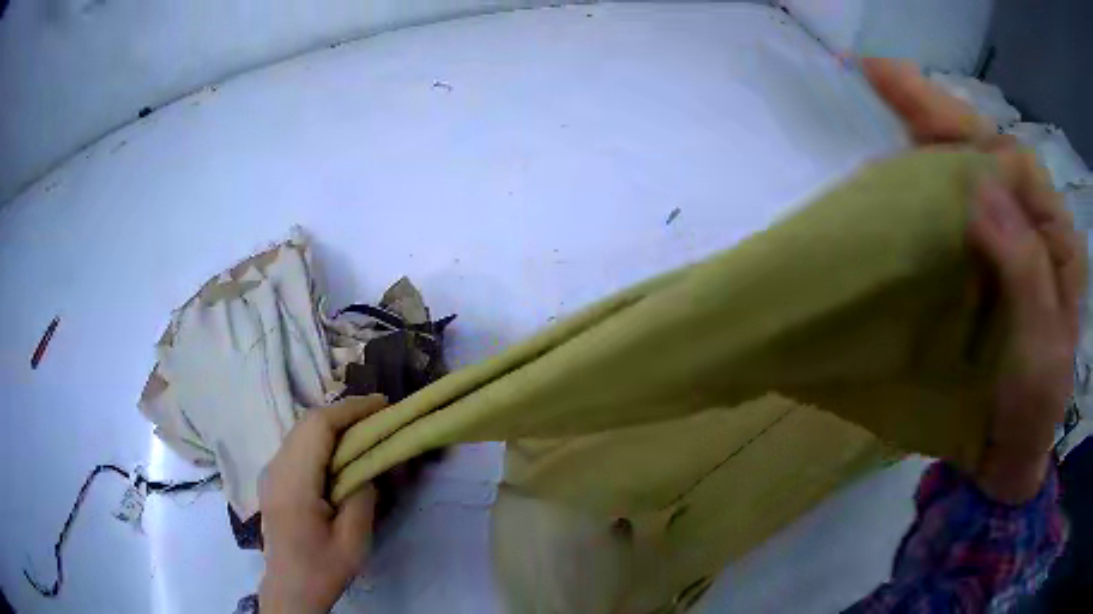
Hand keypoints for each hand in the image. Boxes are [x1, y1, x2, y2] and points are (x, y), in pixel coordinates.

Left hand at [258, 395, 386, 613]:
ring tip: (363, 429)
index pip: (318, 427)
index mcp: (293, 483)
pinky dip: (320, 439)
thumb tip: (365, 469)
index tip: (382, 404)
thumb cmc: (322, 569)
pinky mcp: (272, 479)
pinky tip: (339, 451)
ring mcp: (270, 472)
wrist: (289, 589)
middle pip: (306, 423)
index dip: (350, 410)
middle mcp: (275, 469)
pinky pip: (296, 445)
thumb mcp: (353, 541)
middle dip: (343, 413)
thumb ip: (361, 498)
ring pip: (299, 431)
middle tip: (378, 416)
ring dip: (331, 424)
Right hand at [863, 58, 1086, 503]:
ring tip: (881, 110)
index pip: (1008, 158)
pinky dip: (919, 193)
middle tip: (876, 77)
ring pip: (962, 177)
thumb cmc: (1033, 410)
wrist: (1007, 457)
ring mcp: (998, 244)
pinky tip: (892, 178)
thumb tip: (979, 187)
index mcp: (1053, 237)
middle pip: (981, 153)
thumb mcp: (1042, 351)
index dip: (958, 120)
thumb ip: (1026, 270)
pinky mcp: (975, 267)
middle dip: (932, 113)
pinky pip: (947, 216)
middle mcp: (1027, 225)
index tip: (895, 85)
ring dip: (922, 144)